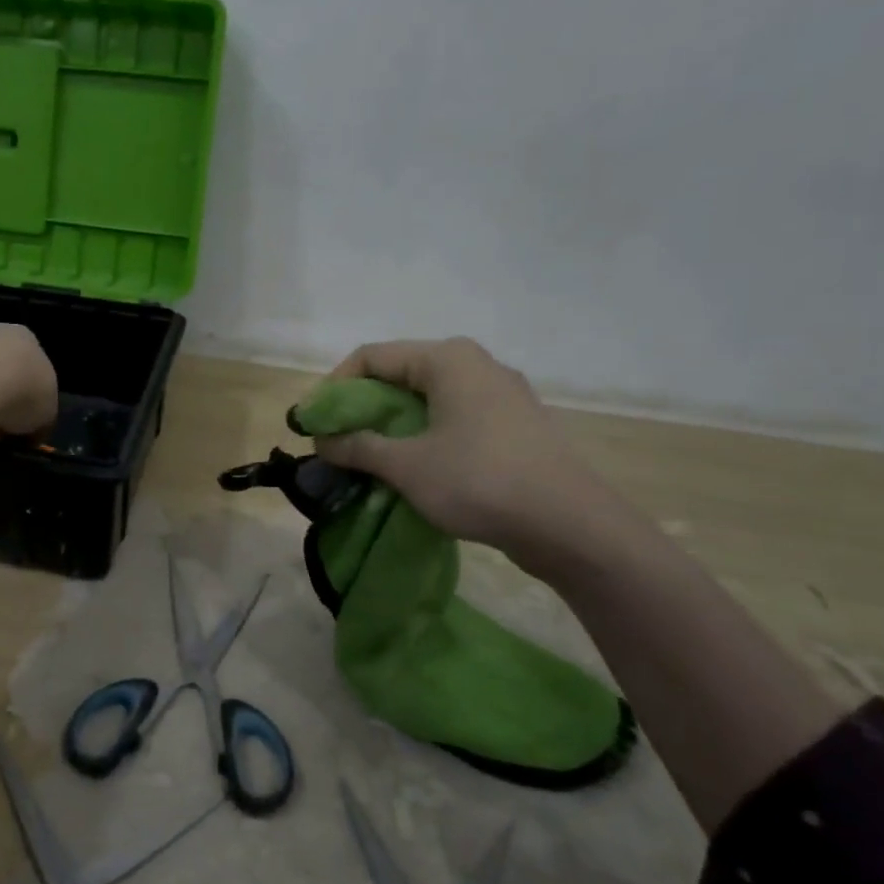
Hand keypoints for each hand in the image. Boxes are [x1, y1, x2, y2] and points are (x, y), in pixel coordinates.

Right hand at [313, 338, 612, 561]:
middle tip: (336, 442)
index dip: (333, 388)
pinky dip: (422, 436)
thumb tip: (323, 440)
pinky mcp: (513, 424)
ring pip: (426, 399)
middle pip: (398, 375)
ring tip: (367, 458)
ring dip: (389, 425)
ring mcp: (499, 394)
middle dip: (361, 408)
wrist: (570, 525)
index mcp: (447, 359)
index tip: (313, 423)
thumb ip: (358, 447)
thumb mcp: (406, 465)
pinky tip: (411, 468)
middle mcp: (474, 364)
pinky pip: (452, 418)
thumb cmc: (480, 481)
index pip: (370, 357)